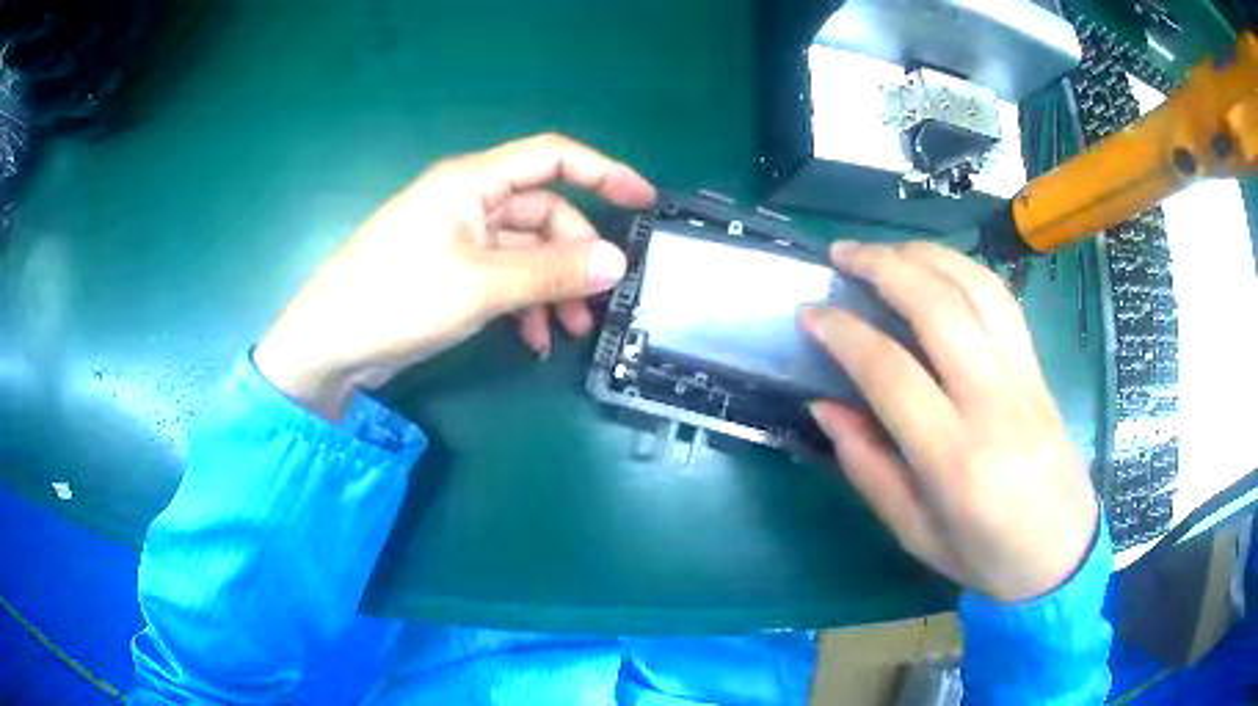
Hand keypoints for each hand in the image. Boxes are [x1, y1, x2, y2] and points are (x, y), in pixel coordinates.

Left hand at [255, 133, 655, 419]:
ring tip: (568, 330)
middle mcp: (469, 201)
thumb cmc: (396, 299)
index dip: (603, 171)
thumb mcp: (480, 285)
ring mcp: (458, 238)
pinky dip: (524, 302)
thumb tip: (617, 262)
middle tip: (597, 301)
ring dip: (553, 285)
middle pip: (544, 212)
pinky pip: (504, 275)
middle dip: (576, 254)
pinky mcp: (450, 271)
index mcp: (473, 182)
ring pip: (526, 250)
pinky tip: (532, 338)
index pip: (553, 157)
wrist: (329, 346)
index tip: (643, 201)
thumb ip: (550, 271)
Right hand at [802, 242, 1098, 602]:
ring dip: (924, 255)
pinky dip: (963, 270)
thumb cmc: (984, 554)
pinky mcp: (1037, 367)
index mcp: (955, 459)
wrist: (1061, 551)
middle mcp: (993, 403)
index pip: (892, 372)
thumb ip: (867, 466)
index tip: (810, 313)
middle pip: (939, 308)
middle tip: (841, 254)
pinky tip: (937, 268)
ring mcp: (1022, 377)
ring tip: (884, 251)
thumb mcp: (914, 531)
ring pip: (975, 288)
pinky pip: (1001, 299)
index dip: (843, 333)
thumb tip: (825, 406)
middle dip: (883, 267)